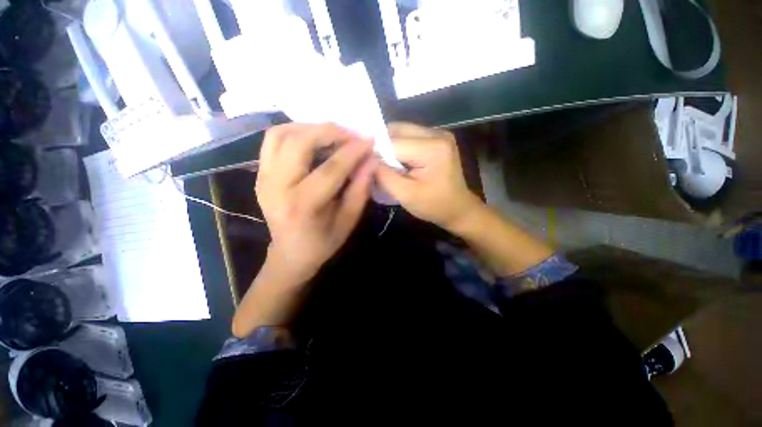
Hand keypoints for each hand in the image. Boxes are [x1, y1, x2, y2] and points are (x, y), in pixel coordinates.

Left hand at [256, 123, 375, 285]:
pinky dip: (295, 132)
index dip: (352, 152)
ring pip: (281, 134)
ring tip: (333, 134)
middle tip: (351, 135)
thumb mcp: (348, 221)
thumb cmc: (323, 242)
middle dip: (330, 132)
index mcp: (302, 206)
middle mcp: (276, 187)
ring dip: (310, 128)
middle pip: (299, 143)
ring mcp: (263, 178)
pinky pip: (273, 140)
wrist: (290, 253)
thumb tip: (370, 160)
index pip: (330, 169)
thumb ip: (360, 190)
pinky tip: (313, 139)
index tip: (369, 141)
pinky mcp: (260, 174)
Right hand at [375, 123, 481, 231]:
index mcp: (433, 148)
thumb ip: (384, 175)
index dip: (377, 153)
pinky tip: (397, 161)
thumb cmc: (434, 205)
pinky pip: (409, 136)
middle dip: (382, 146)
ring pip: (401, 131)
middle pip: (397, 131)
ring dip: (390, 146)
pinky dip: (398, 146)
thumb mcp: (405, 195)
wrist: (458, 208)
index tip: (367, 166)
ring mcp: (438, 133)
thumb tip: (367, 159)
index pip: (393, 143)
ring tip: (386, 164)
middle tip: (375, 164)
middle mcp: (437, 133)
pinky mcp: (436, 138)